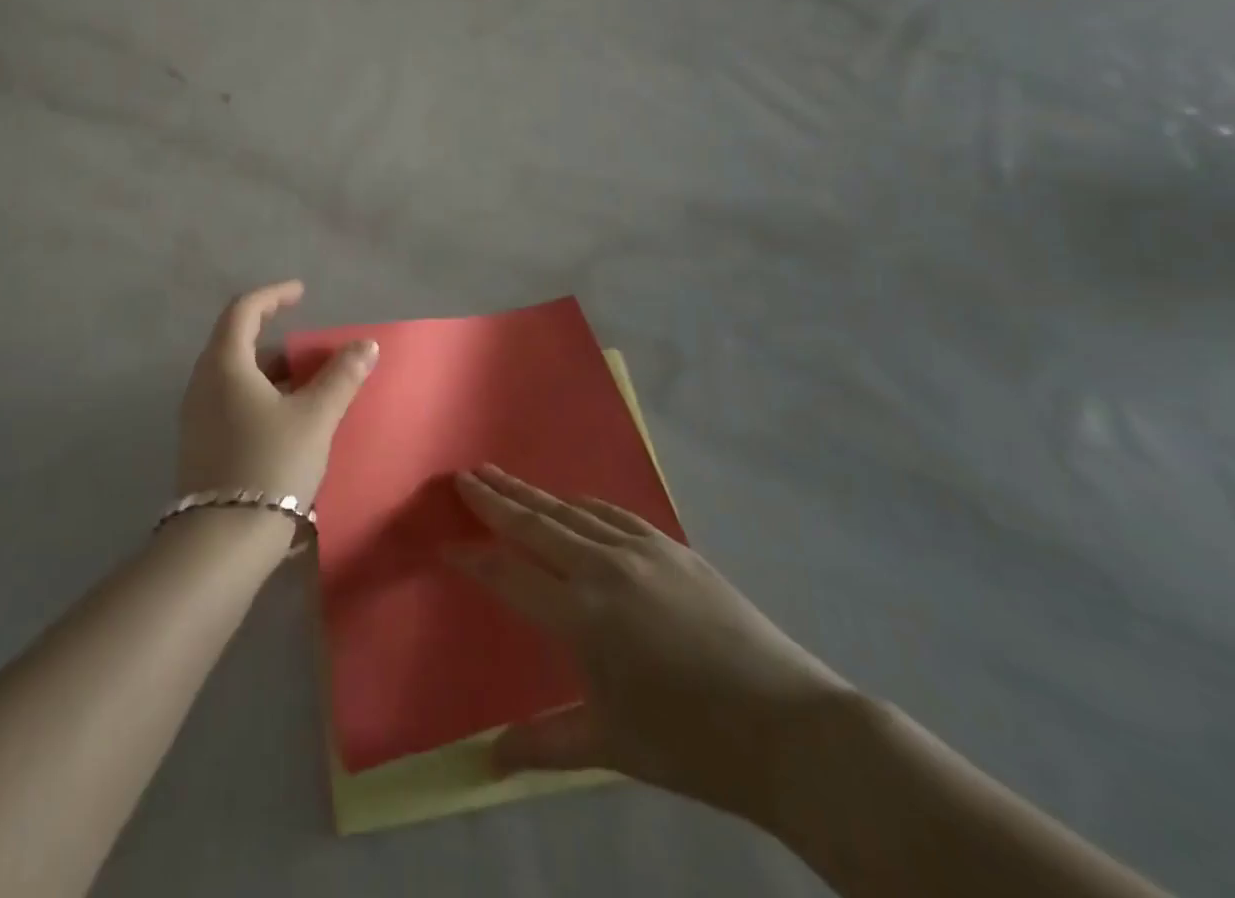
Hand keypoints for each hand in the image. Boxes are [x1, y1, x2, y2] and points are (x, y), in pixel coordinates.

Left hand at [175, 282, 377, 506]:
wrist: (222, 540)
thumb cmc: (270, 464)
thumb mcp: (315, 417)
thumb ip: (342, 377)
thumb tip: (367, 345)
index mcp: (224, 364)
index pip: (243, 310)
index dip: (273, 295)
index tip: (301, 293)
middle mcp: (202, 383)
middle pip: (235, 341)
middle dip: (273, 335)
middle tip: (309, 344)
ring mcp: (196, 416)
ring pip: (234, 375)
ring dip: (268, 369)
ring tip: (306, 382)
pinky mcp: (200, 443)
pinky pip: (230, 401)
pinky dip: (258, 394)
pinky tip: (285, 417)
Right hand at [448, 465, 851, 827]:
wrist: (790, 728)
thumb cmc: (692, 743)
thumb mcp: (611, 746)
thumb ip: (545, 743)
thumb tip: (488, 761)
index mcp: (581, 616)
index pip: (508, 575)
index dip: (472, 559)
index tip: (444, 544)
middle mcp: (603, 569)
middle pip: (534, 523)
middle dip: (494, 499)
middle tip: (463, 476)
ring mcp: (640, 550)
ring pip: (569, 510)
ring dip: (531, 493)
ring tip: (501, 474)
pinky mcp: (672, 547)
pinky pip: (611, 512)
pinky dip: (580, 503)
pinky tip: (572, 502)